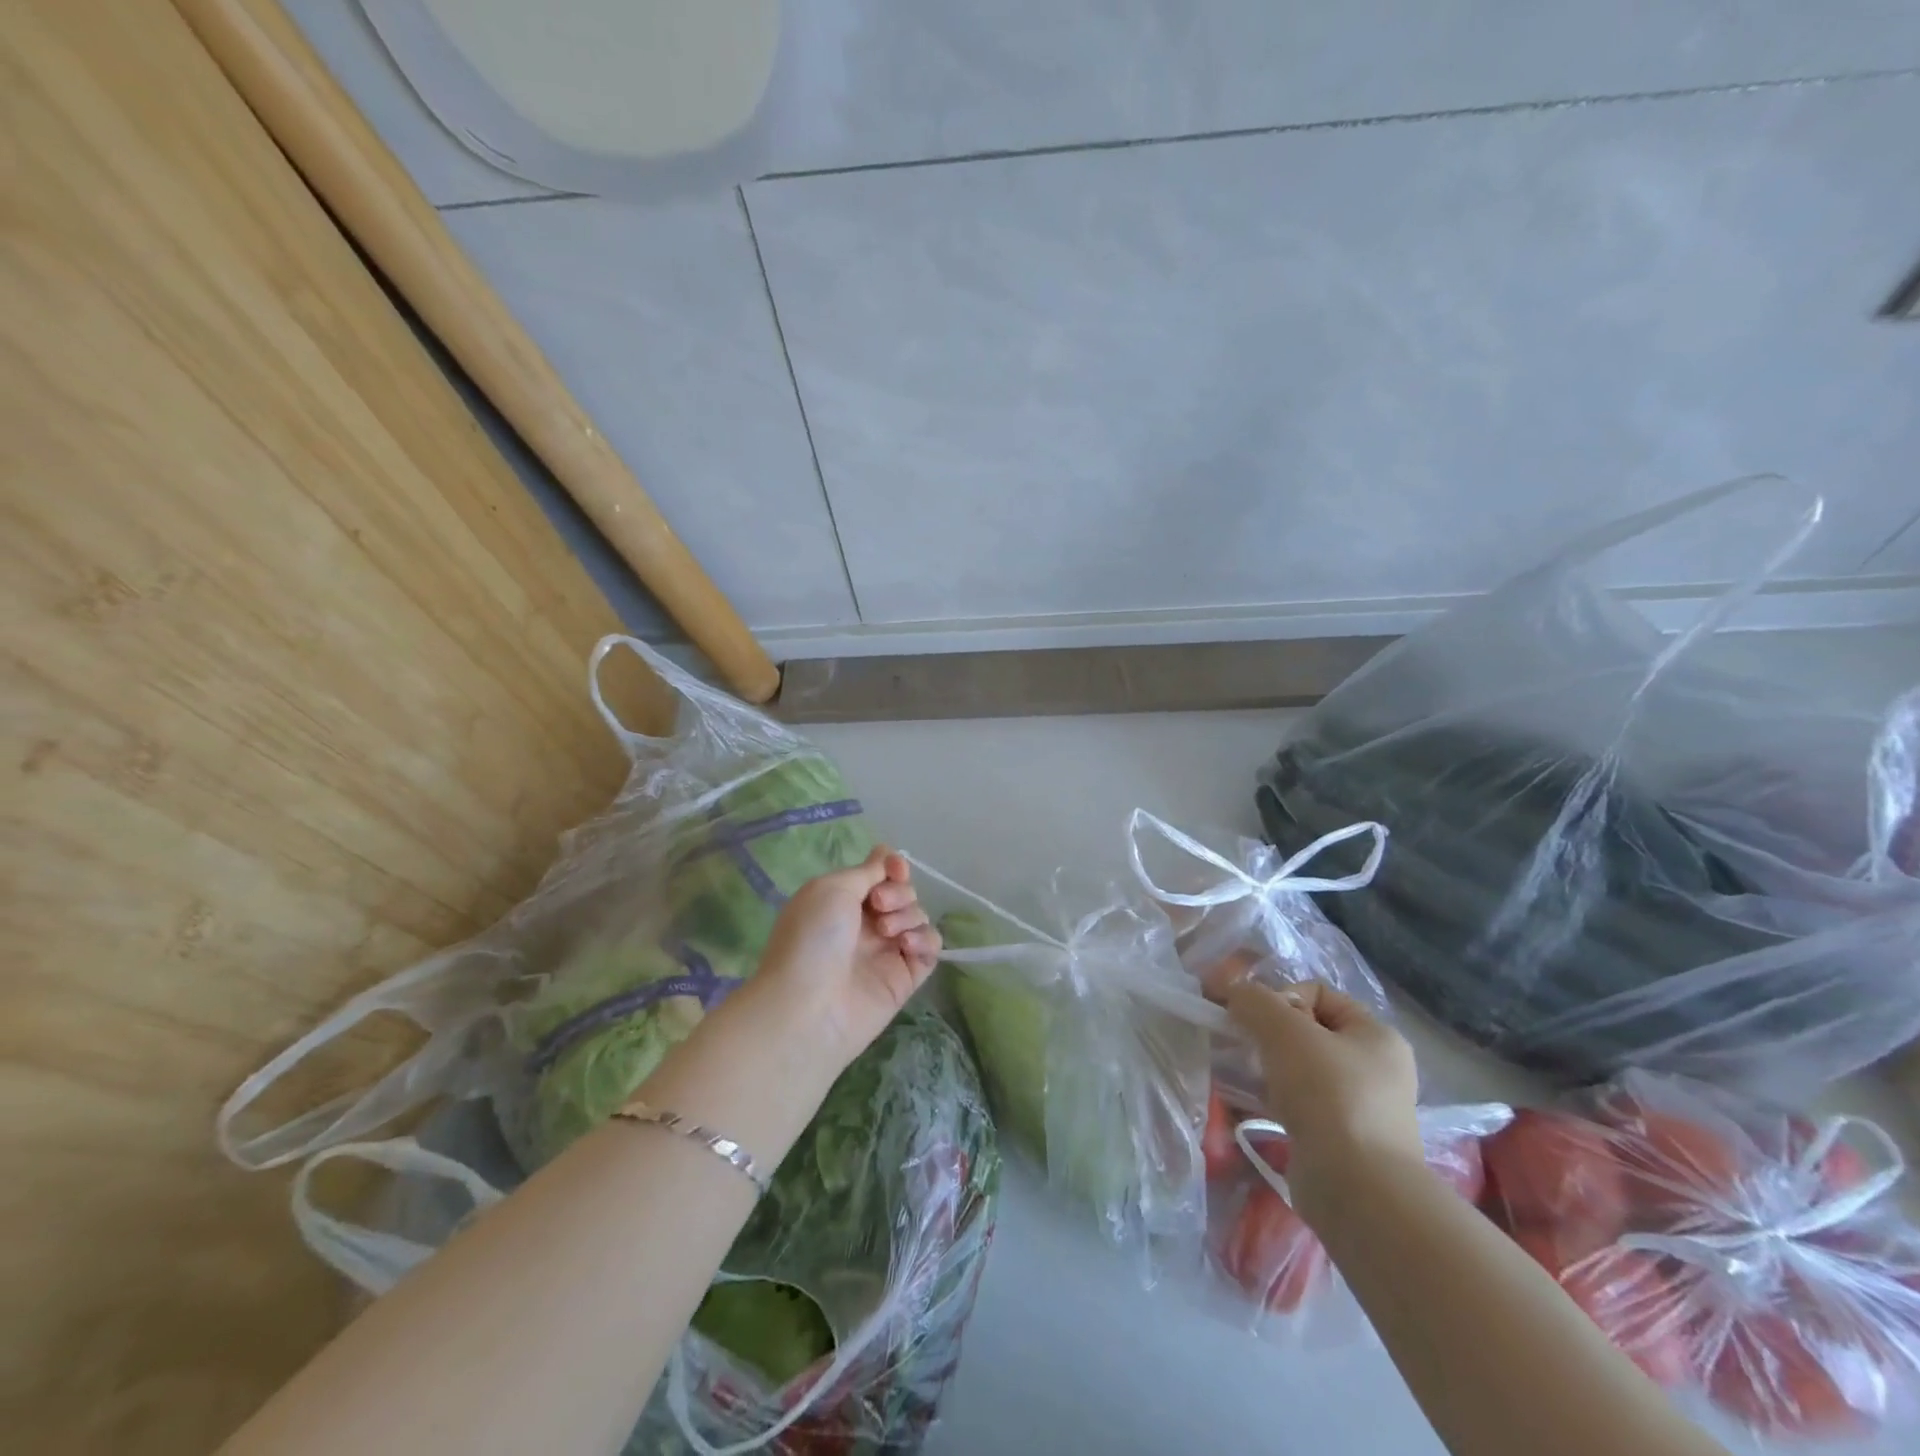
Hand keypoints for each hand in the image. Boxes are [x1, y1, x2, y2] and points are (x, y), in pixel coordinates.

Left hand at [748, 847, 940, 1069]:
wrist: (808, 1007)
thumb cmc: (812, 938)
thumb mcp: (832, 888)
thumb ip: (867, 871)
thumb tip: (886, 854)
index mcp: (843, 900)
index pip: (881, 874)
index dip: (893, 866)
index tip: (894, 869)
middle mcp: (866, 924)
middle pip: (904, 893)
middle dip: (899, 892)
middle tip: (879, 906)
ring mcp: (886, 952)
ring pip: (918, 917)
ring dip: (908, 915)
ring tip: (887, 932)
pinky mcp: (904, 978)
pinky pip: (930, 948)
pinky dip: (924, 940)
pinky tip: (906, 946)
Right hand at [1225, 980, 1421, 1207]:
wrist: (1357, 1191)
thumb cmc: (1329, 1095)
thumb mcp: (1284, 1030)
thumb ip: (1254, 1000)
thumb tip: (1234, 993)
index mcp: (1377, 1036)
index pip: (1319, 994)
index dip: (1282, 997)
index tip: (1257, 1022)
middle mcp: (1375, 1069)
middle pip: (1306, 1032)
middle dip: (1268, 1035)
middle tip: (1244, 1048)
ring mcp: (1360, 1109)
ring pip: (1299, 1070)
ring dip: (1265, 1068)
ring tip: (1243, 1077)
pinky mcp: (1340, 1142)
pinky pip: (1298, 1105)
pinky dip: (1272, 1101)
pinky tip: (1249, 1106)